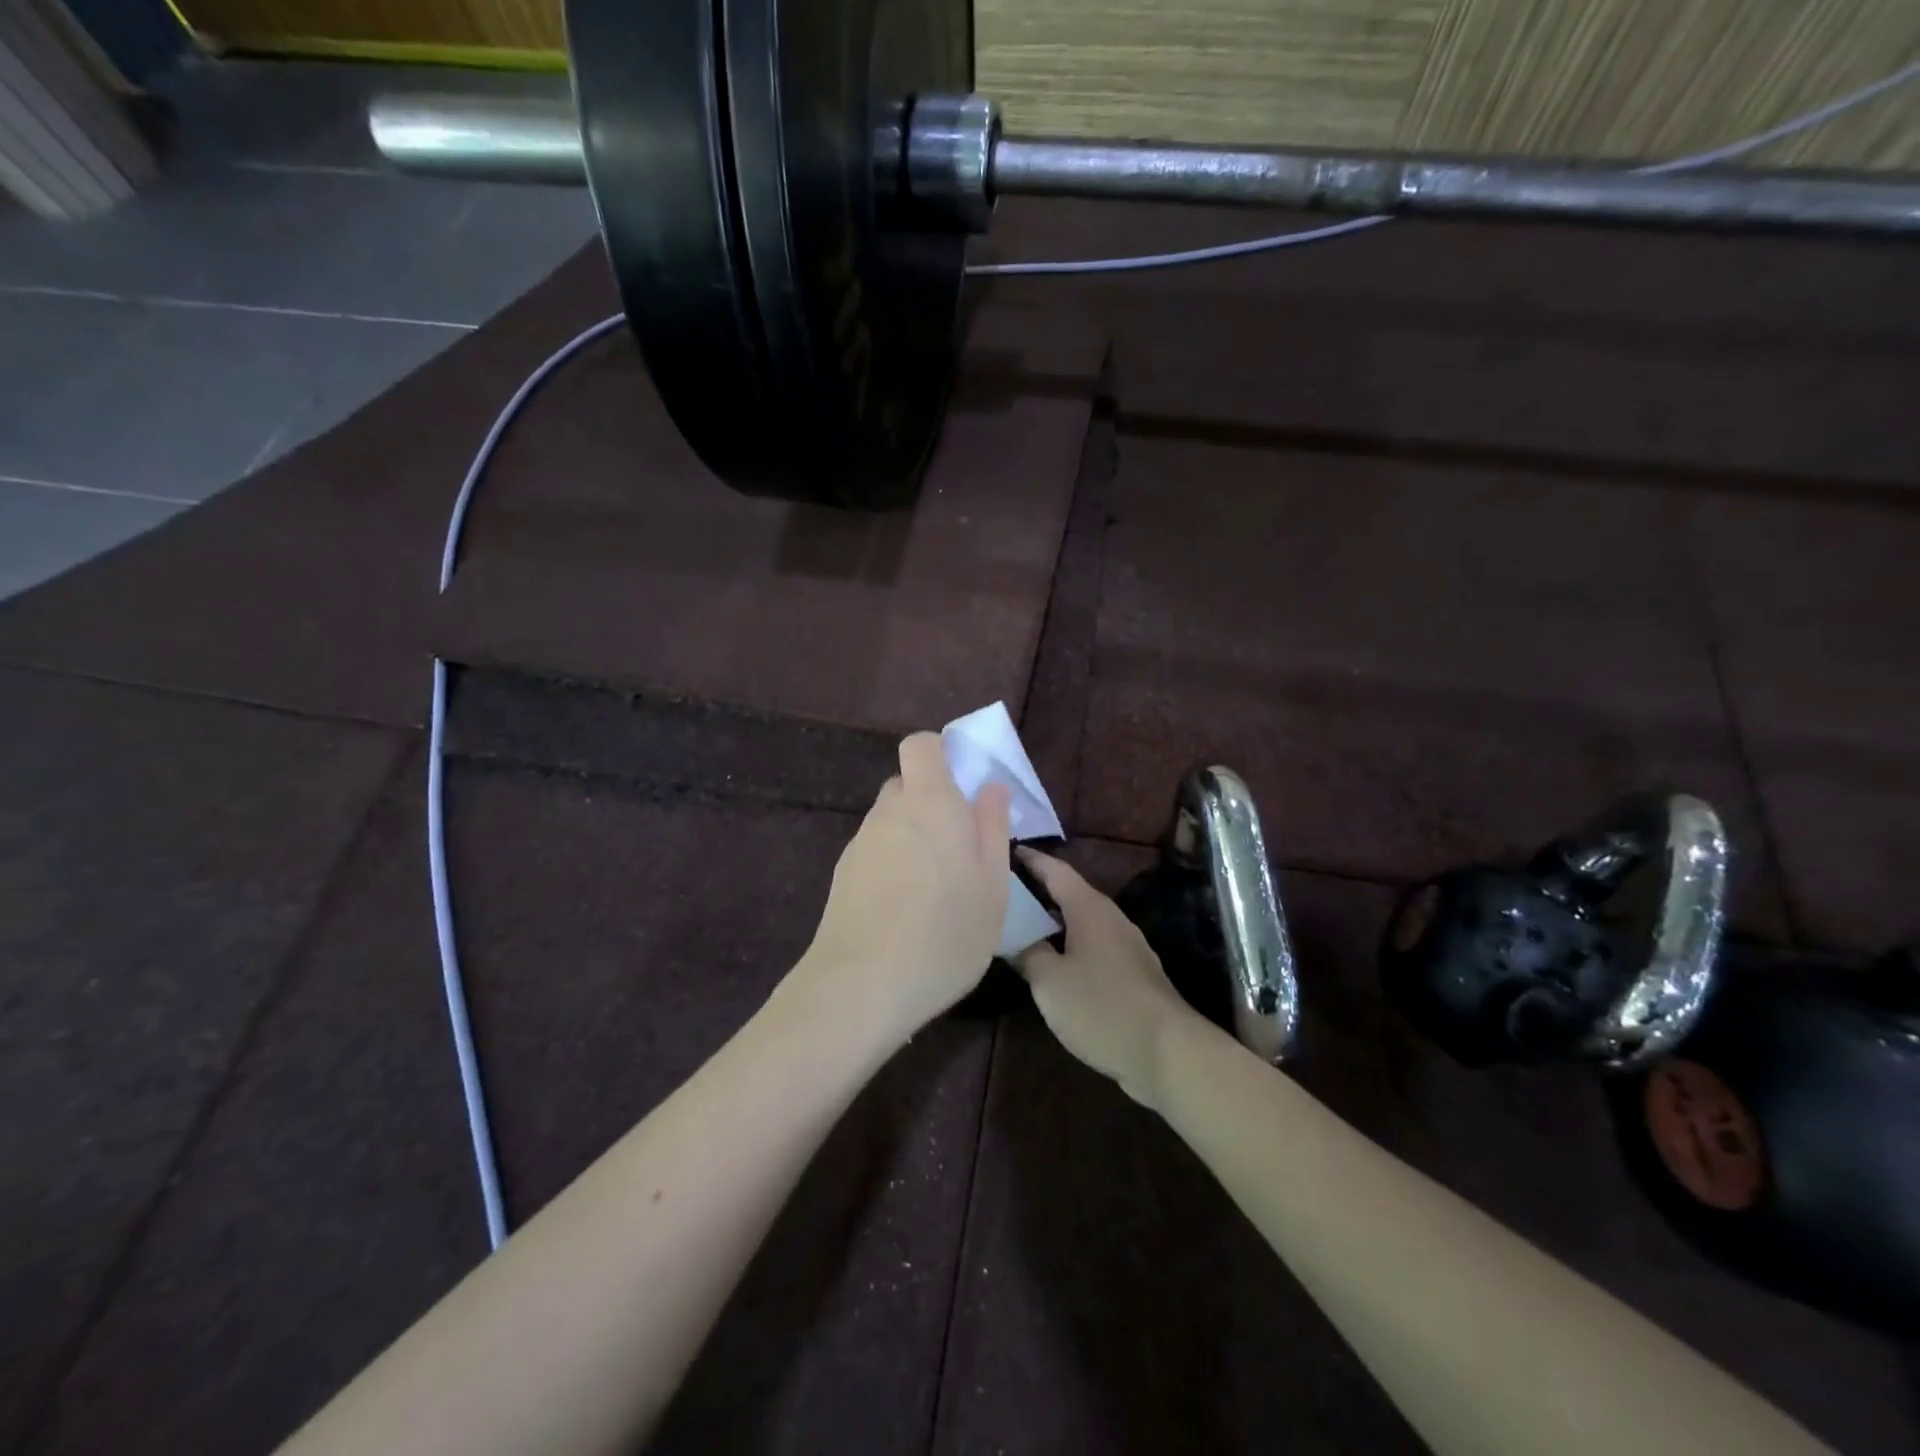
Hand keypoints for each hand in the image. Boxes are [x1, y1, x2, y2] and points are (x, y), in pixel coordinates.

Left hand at [797, 733, 1010, 1046]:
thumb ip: (993, 827)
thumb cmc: (945, 932)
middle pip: (906, 784)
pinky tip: (905, 910)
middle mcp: (888, 812)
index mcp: (930, 802)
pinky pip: (875, 852)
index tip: (964, 784)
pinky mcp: (842, 875)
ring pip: (890, 821)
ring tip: (936, 888)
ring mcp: (860, 843)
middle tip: (960, 846)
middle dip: (932, 802)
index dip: (941, 753)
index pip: (921, 745)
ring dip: (913, 837)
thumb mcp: (992, 884)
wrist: (861, 986)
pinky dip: (892, 864)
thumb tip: (990, 787)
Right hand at [1013, 848, 1209, 1107]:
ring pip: (1082, 922)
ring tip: (1021, 925)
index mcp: (1089, 908)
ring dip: (1053, 920)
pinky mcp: (1132, 974)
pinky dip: (1068, 944)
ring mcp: (1126, 946)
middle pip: (1069, 893)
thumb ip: (1027, 952)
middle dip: (1038, 890)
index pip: (1055, 870)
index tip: (1005, 851)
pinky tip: (1053, 962)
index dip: (1030, 859)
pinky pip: (1092, 946)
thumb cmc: (1101, 1006)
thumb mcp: (1050, 981)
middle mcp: (1110, 918)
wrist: (1166, 1052)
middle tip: (1004, 891)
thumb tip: (1012, 935)